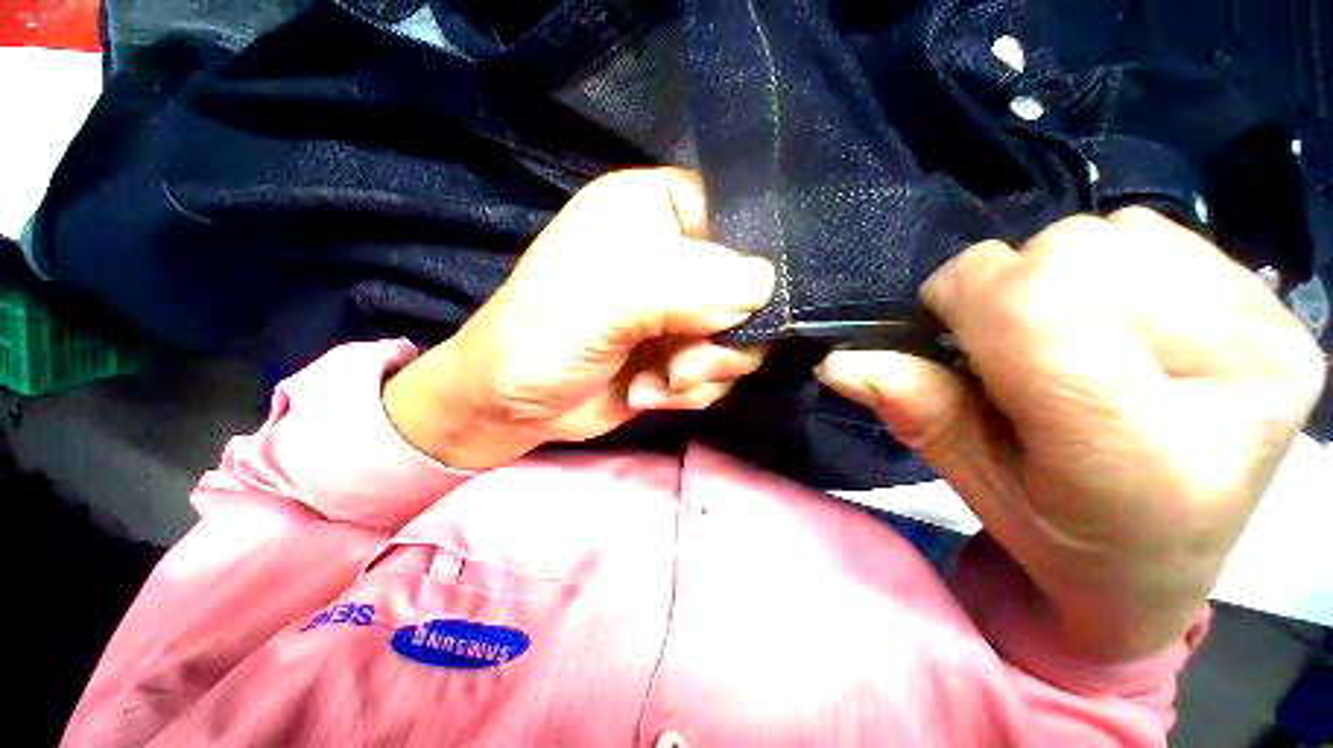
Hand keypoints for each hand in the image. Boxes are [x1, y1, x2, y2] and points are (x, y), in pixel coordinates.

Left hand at [384, 168, 775, 468]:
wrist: (511, 407)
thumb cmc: (538, 341)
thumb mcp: (602, 306)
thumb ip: (683, 288)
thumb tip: (765, 285)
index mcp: (652, 212)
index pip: (735, 217)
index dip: (744, 264)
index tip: (724, 311)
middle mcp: (676, 255)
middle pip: (747, 288)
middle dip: (720, 337)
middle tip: (679, 362)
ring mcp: (682, 308)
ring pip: (739, 337)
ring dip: (703, 370)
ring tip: (659, 380)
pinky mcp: (682, 351)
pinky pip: (721, 371)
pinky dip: (691, 390)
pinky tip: (647, 393)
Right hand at [817, 209, 1325, 660]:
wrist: (1163, 569)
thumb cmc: (1061, 540)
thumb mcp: (973, 482)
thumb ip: (911, 408)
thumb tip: (837, 362)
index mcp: (1142, 451)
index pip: (1029, 304)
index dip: (960, 296)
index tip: (946, 328)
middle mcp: (1232, 381)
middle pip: (1071, 254)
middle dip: (1011, 289)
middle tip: (1014, 351)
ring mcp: (1270, 335)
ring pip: (1111, 233)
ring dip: (1062, 279)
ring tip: (1074, 341)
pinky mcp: (1278, 309)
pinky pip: (1156, 235)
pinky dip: (1113, 267)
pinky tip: (1124, 324)